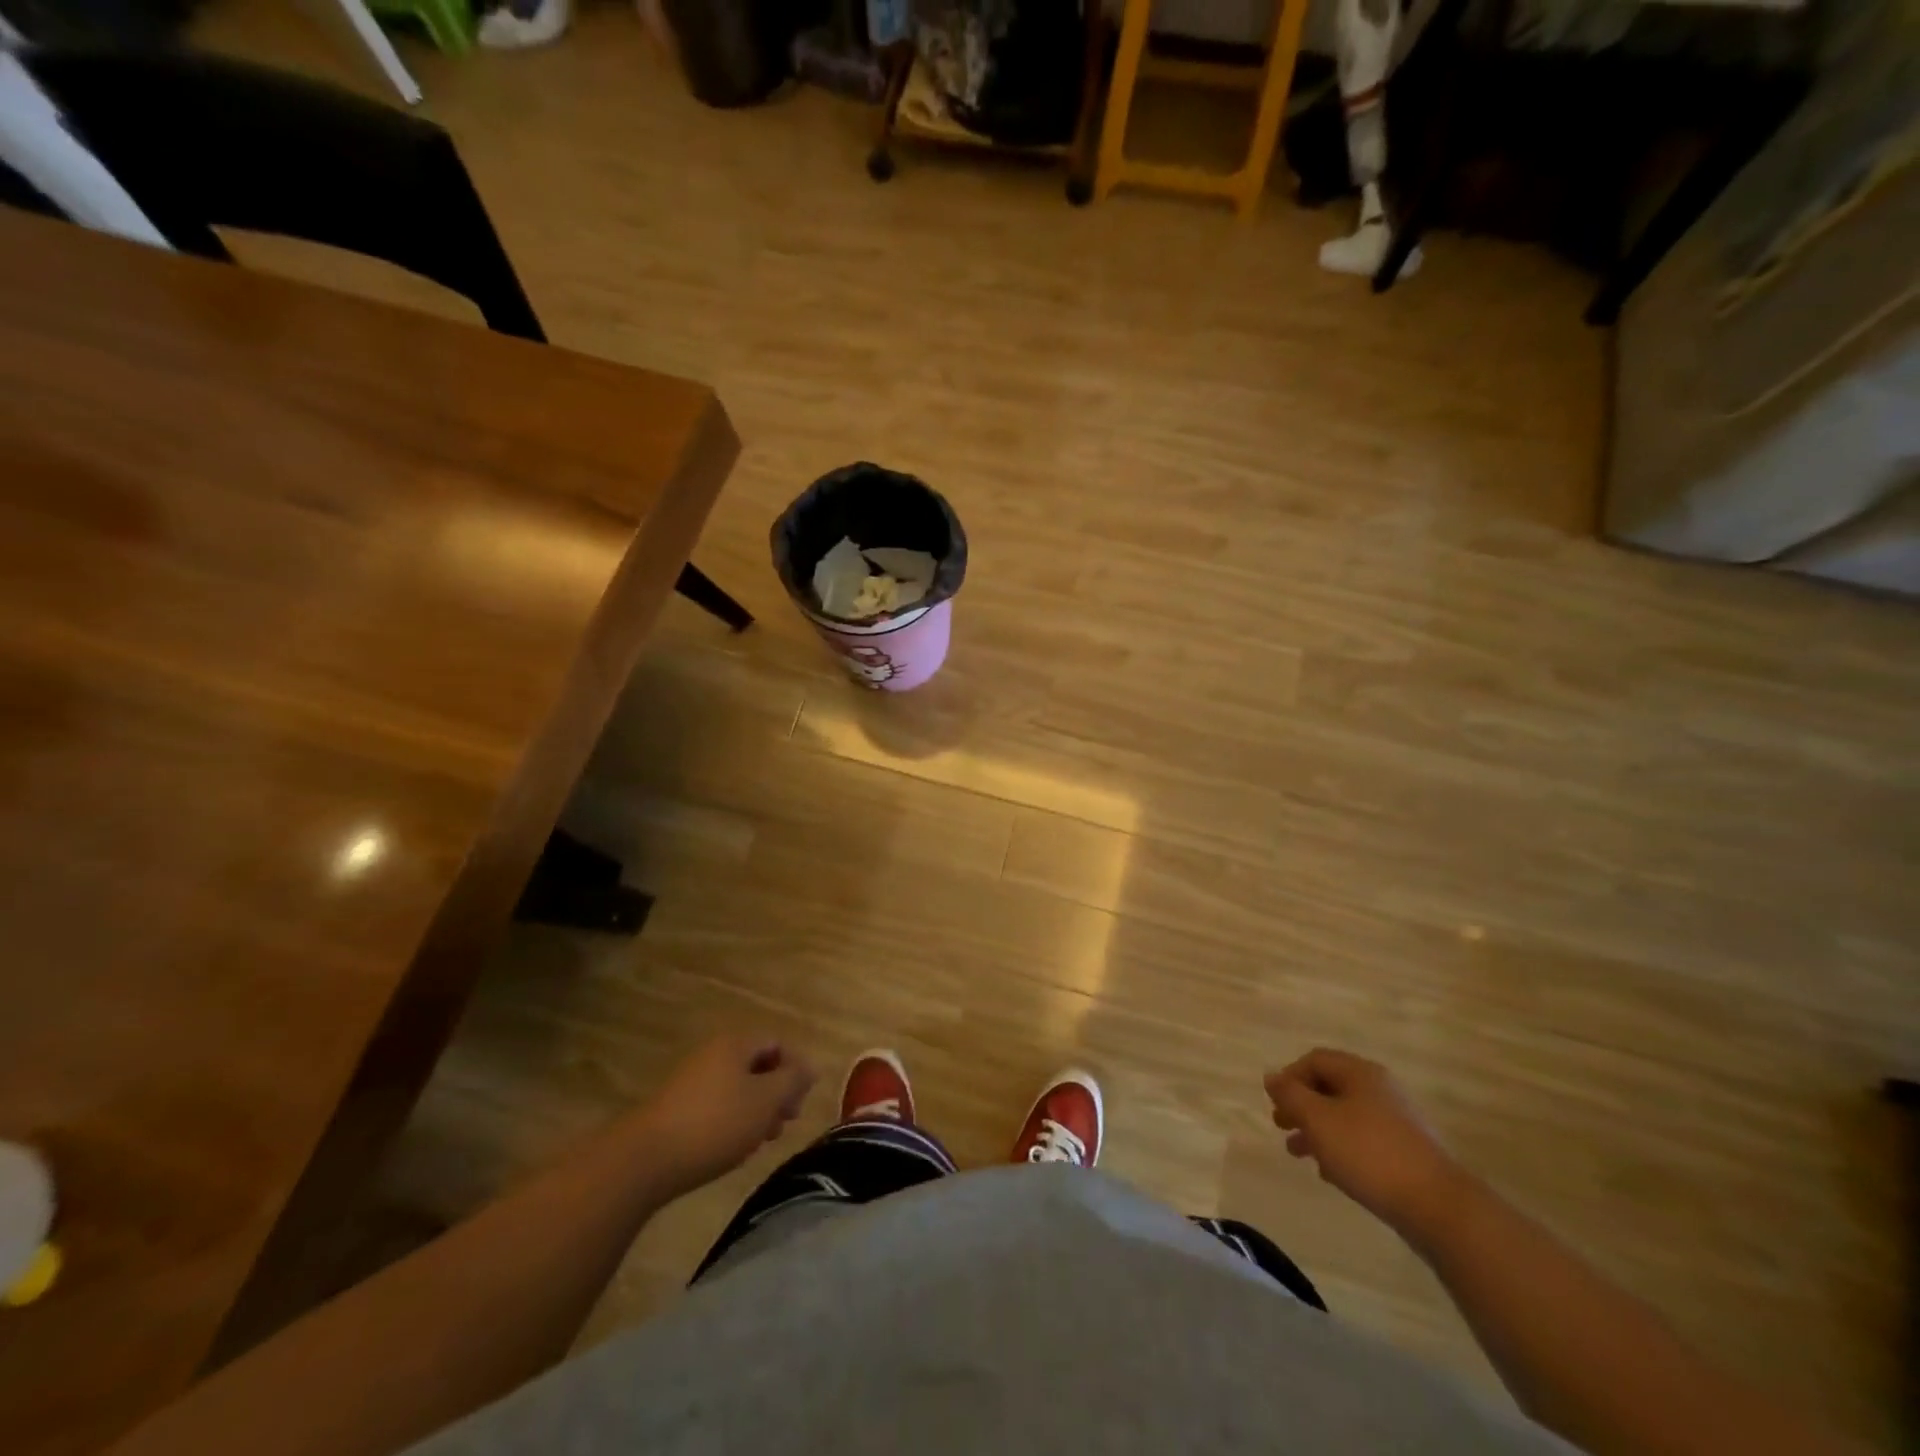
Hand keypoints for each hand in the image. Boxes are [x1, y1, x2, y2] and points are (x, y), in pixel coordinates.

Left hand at [640, 1033, 815, 1189]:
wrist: (645, 1160)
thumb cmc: (716, 1123)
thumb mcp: (766, 1101)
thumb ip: (793, 1080)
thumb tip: (811, 1066)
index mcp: (736, 1044)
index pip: (777, 1043)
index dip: (796, 1068)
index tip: (802, 1102)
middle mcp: (714, 1053)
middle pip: (758, 1065)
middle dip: (777, 1093)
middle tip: (785, 1123)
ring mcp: (692, 1080)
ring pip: (738, 1087)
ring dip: (757, 1110)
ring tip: (762, 1141)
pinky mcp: (677, 1107)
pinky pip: (717, 1104)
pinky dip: (733, 1120)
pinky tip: (734, 1148)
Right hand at [1265, 1048, 1464, 1233]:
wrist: (1438, 1207)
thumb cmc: (1369, 1153)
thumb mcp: (1318, 1120)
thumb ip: (1290, 1095)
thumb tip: (1272, 1077)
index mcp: (1360, 1073)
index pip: (1315, 1060)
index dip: (1289, 1077)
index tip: (1276, 1104)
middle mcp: (1380, 1090)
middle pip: (1330, 1088)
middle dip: (1301, 1106)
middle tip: (1281, 1127)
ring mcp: (1398, 1122)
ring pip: (1345, 1117)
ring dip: (1317, 1130)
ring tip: (1299, 1154)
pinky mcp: (1407, 1153)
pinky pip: (1364, 1141)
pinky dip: (1341, 1149)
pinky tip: (1331, 1173)